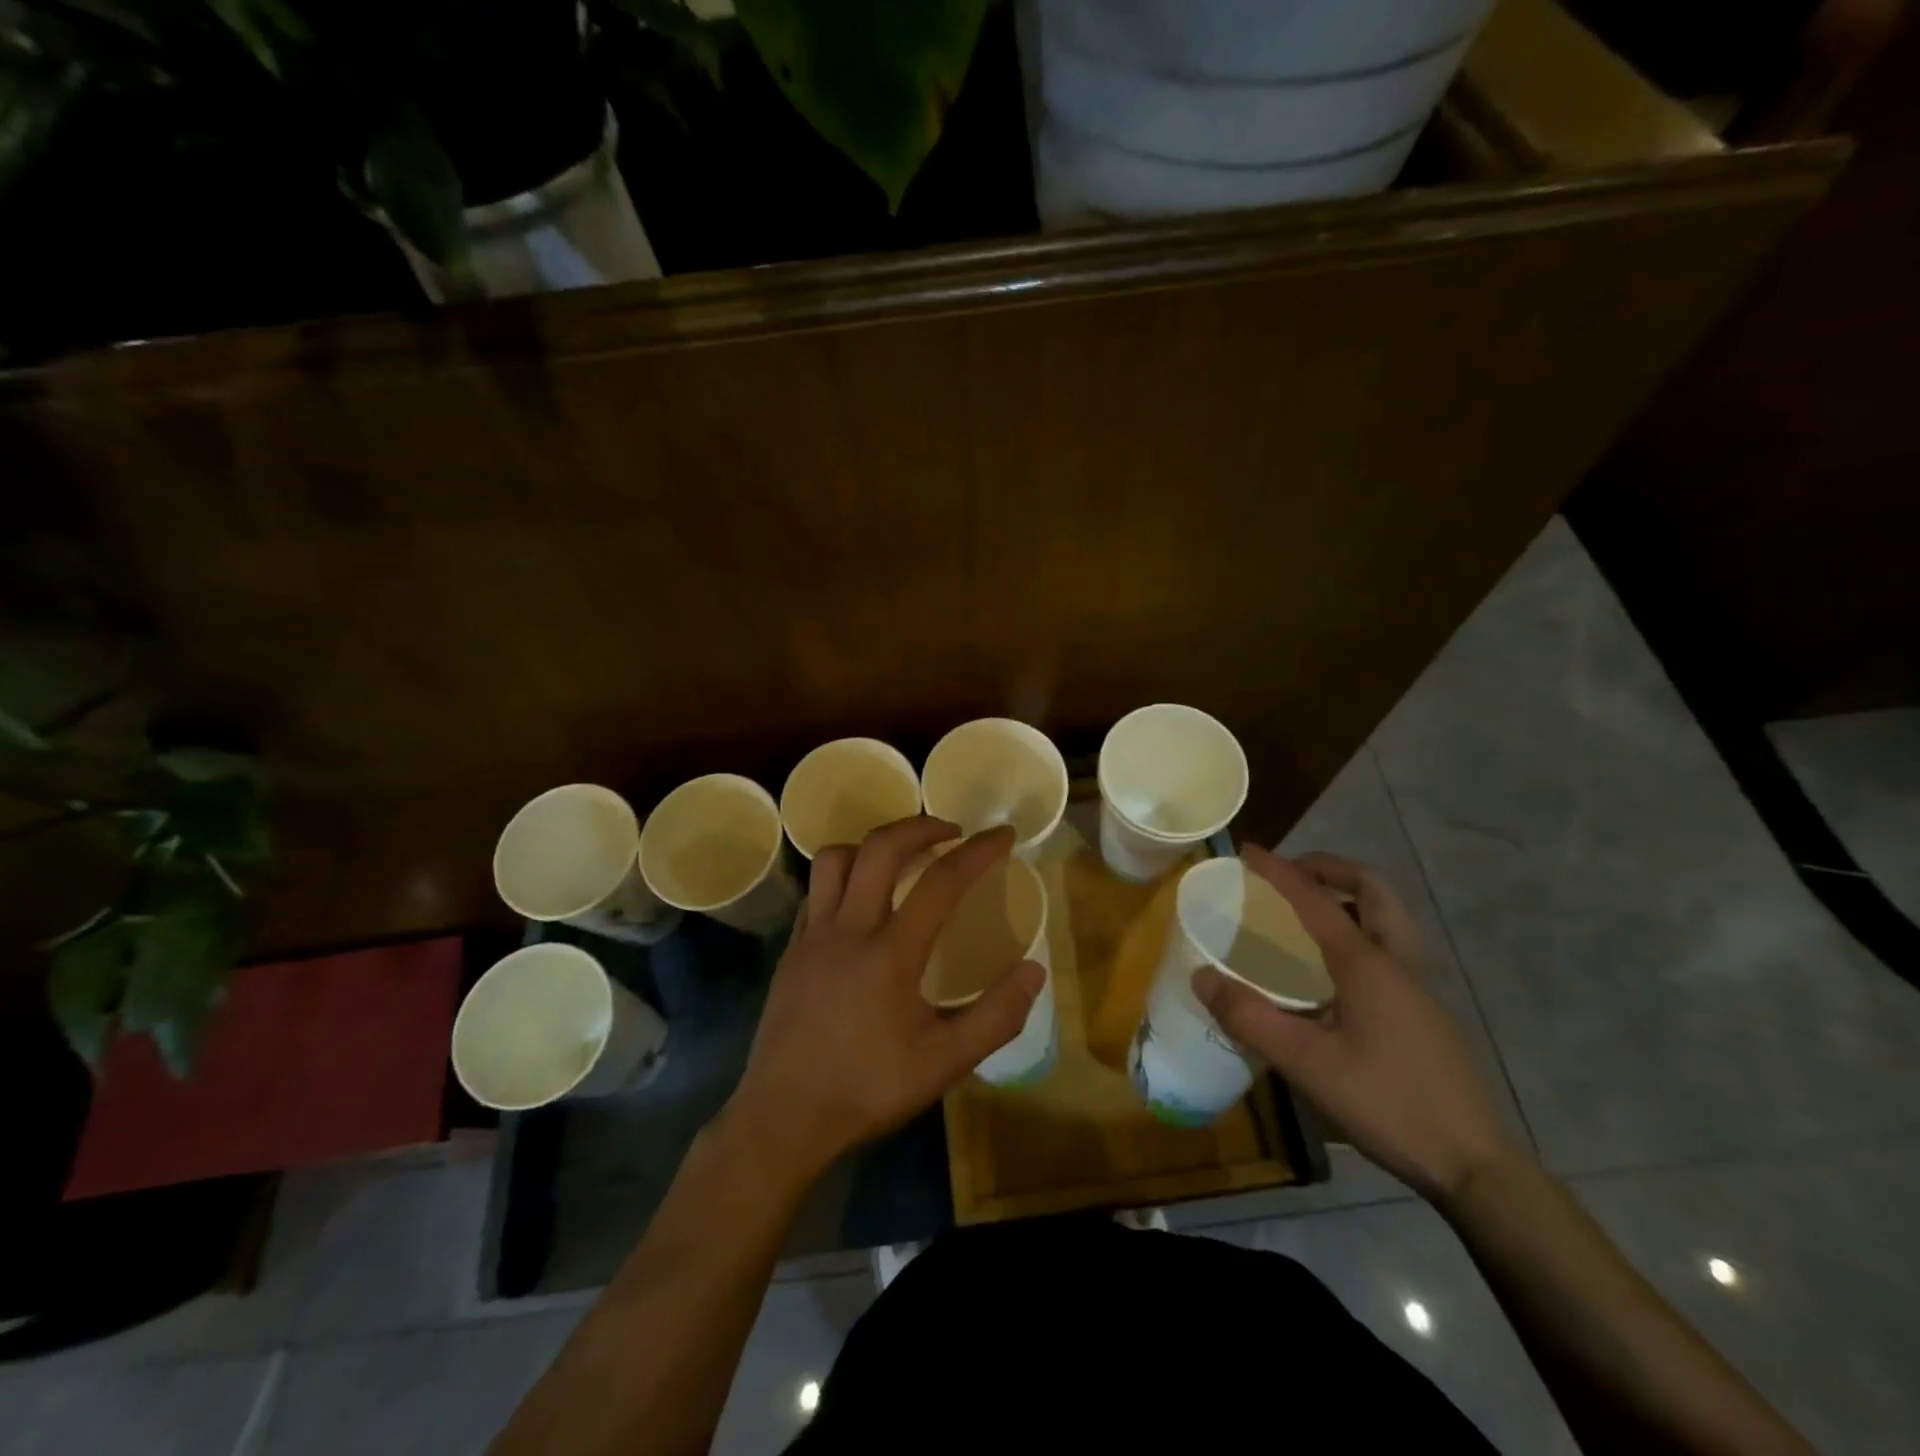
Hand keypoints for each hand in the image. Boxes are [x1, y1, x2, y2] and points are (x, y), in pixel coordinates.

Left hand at [723, 817, 1044, 1182]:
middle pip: (880, 848)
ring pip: (835, 859)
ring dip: (872, 844)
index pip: (941, 882)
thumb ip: (996, 1016)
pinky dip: (843, 876)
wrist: (783, 1118)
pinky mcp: (791, 950)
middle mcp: (848, 929)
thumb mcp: (945, 1063)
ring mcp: (812, 936)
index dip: (978, 852)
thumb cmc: (867, 1089)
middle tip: (951, 831)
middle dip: (920, 826)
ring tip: (900, 855)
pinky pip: (815, 891)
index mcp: (891, 953)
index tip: (1003, 835)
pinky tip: (859, 899)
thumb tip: (1034, 970)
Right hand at [1193, 846, 1523, 1201]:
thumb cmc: (1387, 1104)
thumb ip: (1249, 1018)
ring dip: (1350, 898)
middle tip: (1294, 873)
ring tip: (1309, 912)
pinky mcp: (1427, 1014)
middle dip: (1331, 869)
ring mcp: (1420, 989)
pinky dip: (1360, 931)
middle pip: (1373, 891)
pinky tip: (1334, 972)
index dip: (1280, 872)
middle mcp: (1398, 964)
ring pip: (1389, 918)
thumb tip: (1202, 976)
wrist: (1475, 1166)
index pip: (1317, 901)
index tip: (1249, 851)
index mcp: (1368, 966)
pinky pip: (1390, 948)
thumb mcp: (1306, 1064)